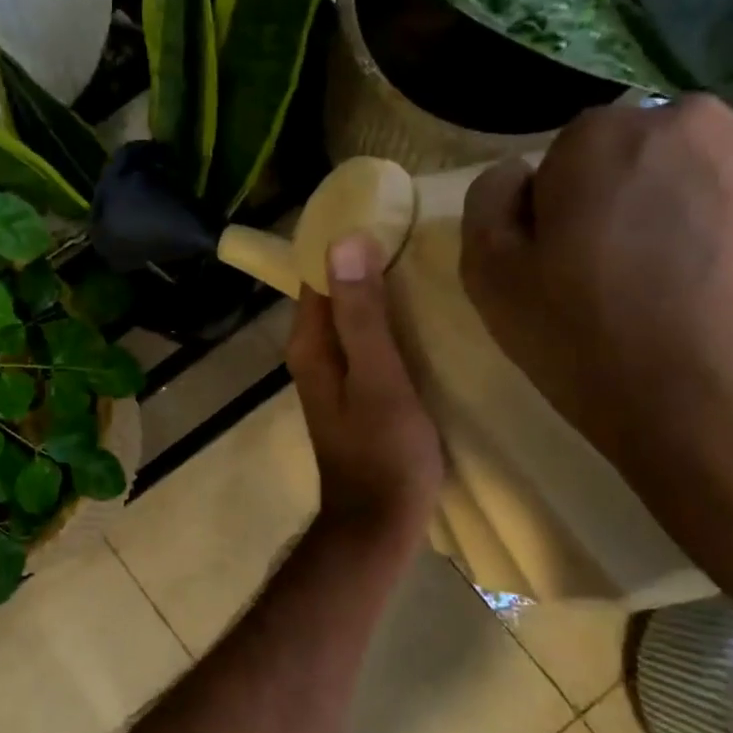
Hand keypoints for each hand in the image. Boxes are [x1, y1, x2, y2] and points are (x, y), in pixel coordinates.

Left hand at [287, 234, 442, 551]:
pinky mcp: (354, 390)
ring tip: (422, 259)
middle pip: (333, 292)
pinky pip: (364, 340)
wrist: (379, 521)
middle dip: (364, 260)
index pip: (316, 273)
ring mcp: (332, 374)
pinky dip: (384, 320)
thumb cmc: (385, 452)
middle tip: (414, 229)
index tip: (385, 211)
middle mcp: (312, 354)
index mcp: (310, 345)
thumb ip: (361, 314)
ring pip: (350, 316)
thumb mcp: (379, 378)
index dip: (345, 241)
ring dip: (376, 289)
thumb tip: (344, 242)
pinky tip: (418, 311)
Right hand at [459, 97, 732, 560]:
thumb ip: (489, 205)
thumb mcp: (493, 283)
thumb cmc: (594, 346)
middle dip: (635, 201)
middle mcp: (700, 122)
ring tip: (697, 295)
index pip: (571, 154)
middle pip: (649, 156)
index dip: (564, 210)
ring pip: (718, 177)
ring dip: (699, 216)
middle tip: (632, 279)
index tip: (569, 265)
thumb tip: (518, 172)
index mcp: (606, 138)